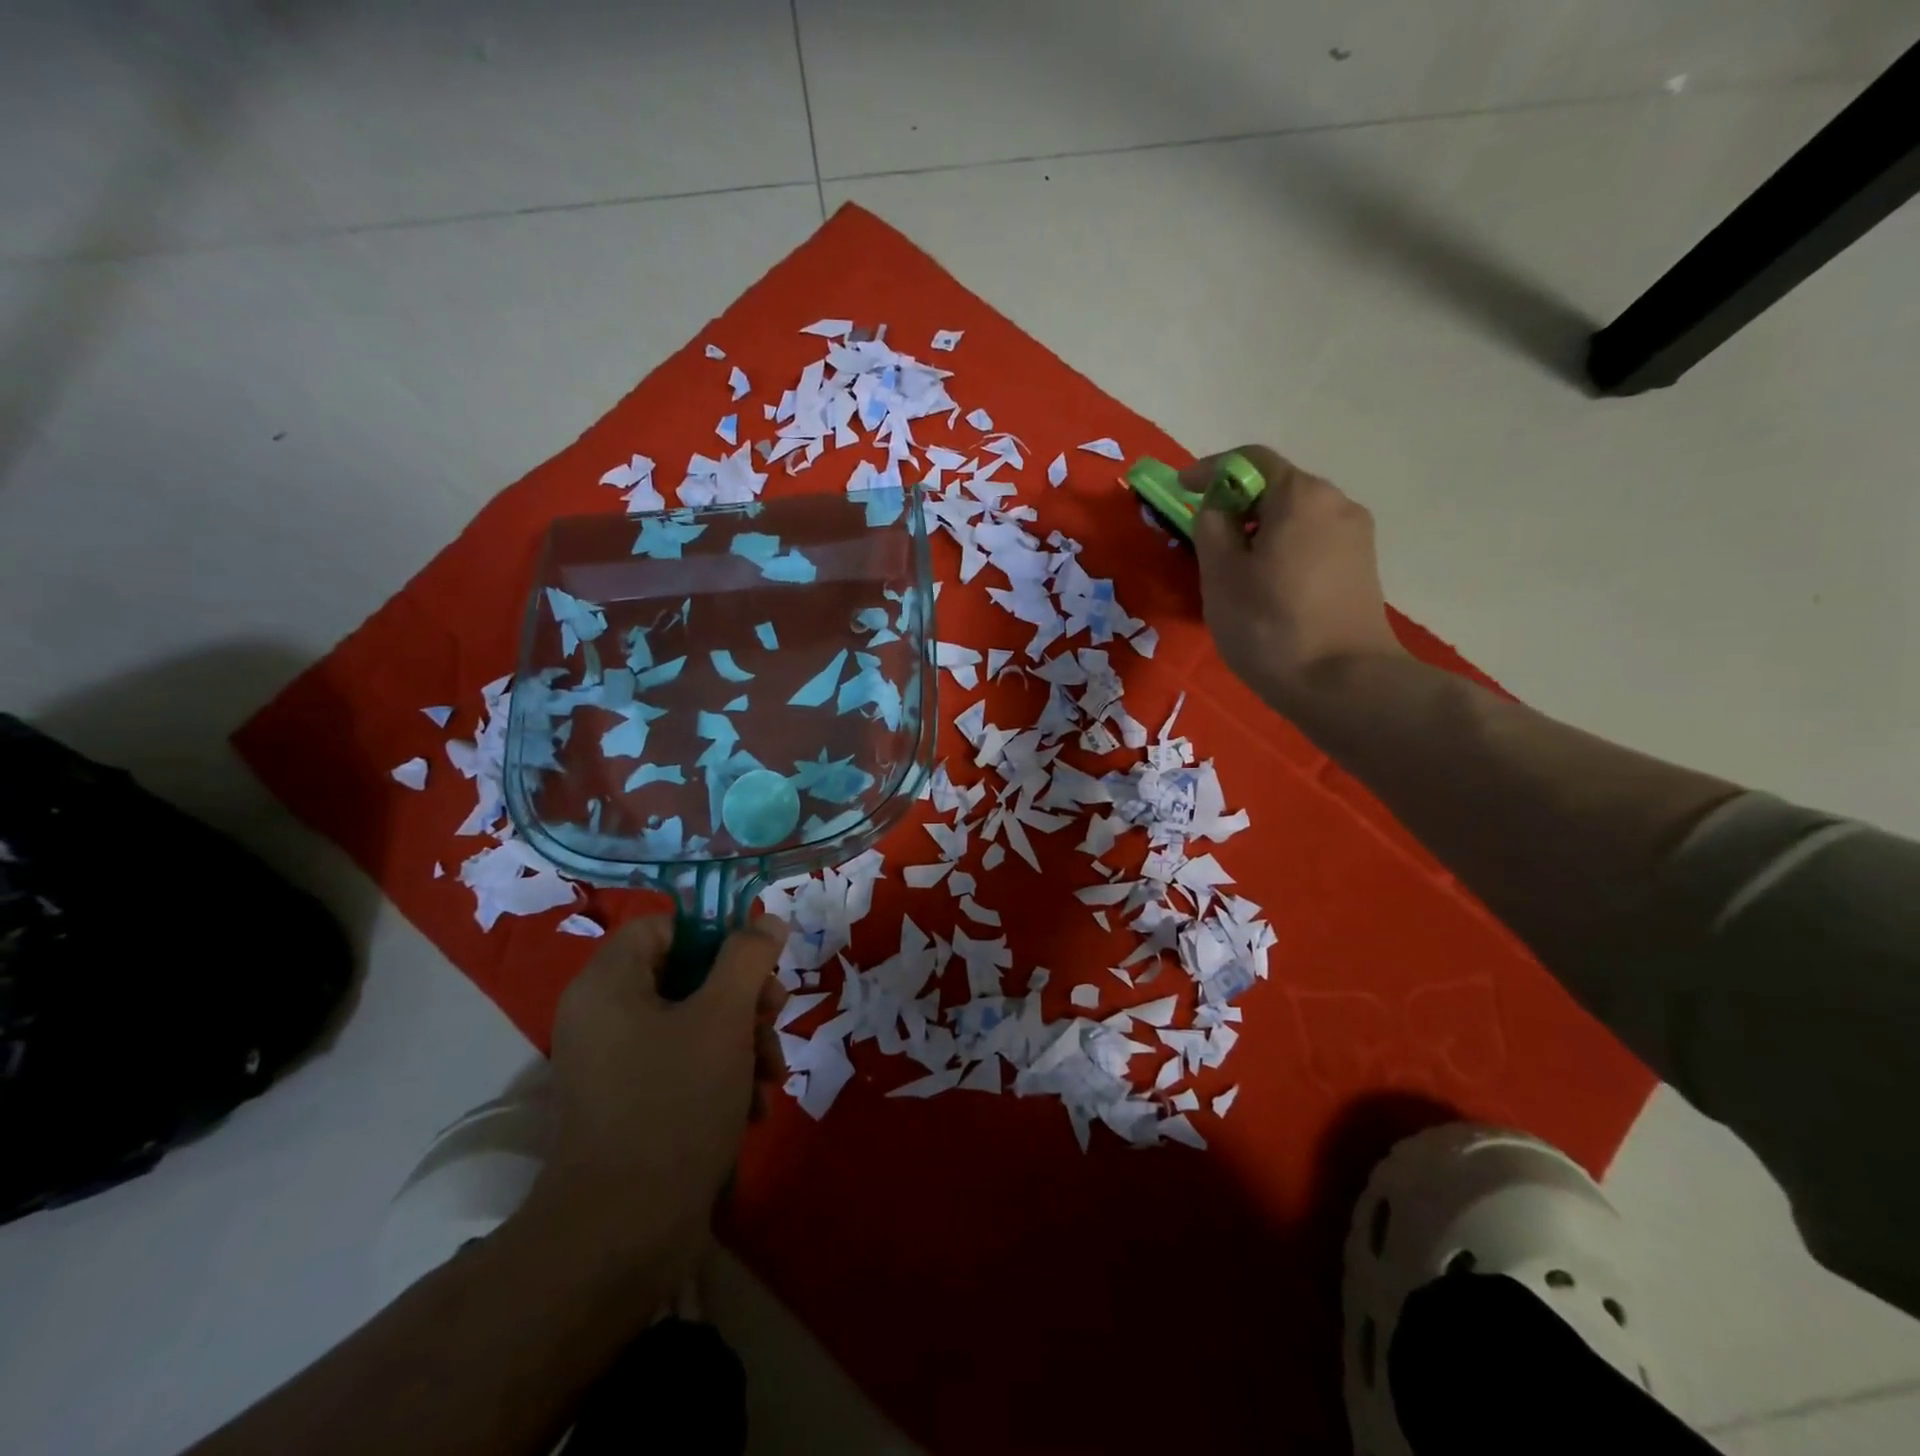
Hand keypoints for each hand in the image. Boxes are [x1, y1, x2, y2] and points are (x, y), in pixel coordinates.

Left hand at [522, 915, 788, 1274]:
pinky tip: (752, 1106)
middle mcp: (604, 1017)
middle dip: (742, 997)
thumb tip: (767, 921)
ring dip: (742, 1040)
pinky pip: (683, 1066)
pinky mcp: (631, 1105)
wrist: (623, 1234)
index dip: (714, 934)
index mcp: (609, 984)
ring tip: (771, 1075)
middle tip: (776, 1015)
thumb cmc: (673, 1103)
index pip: (663, 927)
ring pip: (694, 1023)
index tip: (756, 961)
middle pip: (686, 975)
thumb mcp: (724, 1017)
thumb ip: (748, 958)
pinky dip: (722, 1075)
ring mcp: (615, 1065)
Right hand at [1187, 445, 1405, 704]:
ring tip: (1232, 569)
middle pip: (1276, 488)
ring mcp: (1355, 537)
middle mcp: (1336, 504)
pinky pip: (1311, 542)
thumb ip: (1211, 527)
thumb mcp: (1221, 575)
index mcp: (1301, 496)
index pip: (1250, 461)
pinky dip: (1281, 550)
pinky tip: (1265, 587)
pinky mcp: (1361, 569)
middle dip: (1236, 505)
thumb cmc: (1270, 626)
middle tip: (1204, 538)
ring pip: (1294, 518)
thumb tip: (1217, 508)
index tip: (1180, 489)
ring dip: (1259, 531)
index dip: (1209, 470)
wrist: (1343, 684)